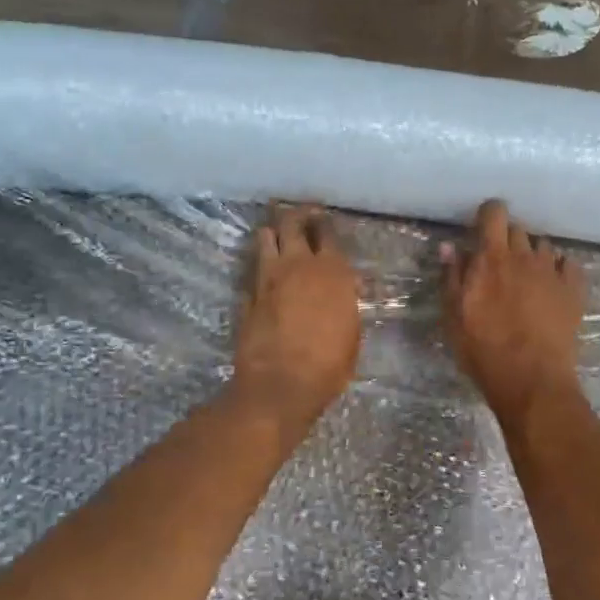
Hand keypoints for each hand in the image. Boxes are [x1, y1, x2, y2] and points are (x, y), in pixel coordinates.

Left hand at [231, 204, 361, 432]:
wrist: (280, 385)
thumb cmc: (328, 364)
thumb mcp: (352, 333)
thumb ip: (345, 303)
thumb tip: (343, 290)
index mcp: (331, 271)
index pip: (327, 232)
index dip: (324, 222)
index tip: (323, 217)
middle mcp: (297, 265)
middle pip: (291, 223)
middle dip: (296, 215)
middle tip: (299, 214)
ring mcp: (267, 279)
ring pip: (265, 239)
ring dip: (272, 233)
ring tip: (276, 233)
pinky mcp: (247, 296)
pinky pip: (252, 270)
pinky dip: (259, 266)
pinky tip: (263, 271)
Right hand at [442, 199, 585, 419]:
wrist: (532, 380)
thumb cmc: (484, 350)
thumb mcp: (454, 317)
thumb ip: (452, 277)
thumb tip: (450, 247)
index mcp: (492, 259)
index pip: (494, 213)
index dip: (488, 215)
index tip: (482, 230)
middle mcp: (525, 256)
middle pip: (517, 230)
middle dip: (507, 241)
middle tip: (499, 266)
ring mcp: (553, 272)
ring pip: (543, 247)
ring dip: (532, 256)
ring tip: (526, 280)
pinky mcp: (575, 290)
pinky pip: (568, 265)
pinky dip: (559, 270)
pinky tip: (552, 288)